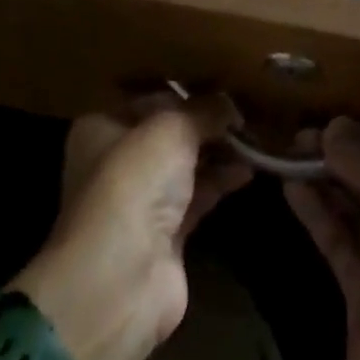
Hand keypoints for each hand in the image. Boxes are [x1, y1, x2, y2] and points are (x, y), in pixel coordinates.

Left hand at [10, 96, 249, 359]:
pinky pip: (200, 195)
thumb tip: (231, 104)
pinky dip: (222, 181)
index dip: (184, 87)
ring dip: (219, 149)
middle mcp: (117, 159)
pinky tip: (251, 167)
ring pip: (186, 163)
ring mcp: (141, 199)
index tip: (222, 78)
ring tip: (256, 132)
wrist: (120, 281)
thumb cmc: (134, 183)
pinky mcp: (166, 234)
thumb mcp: (171, 129)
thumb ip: (204, 110)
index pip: (147, 96)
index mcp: (102, 126)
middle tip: (245, 105)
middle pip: (169, 130)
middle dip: (206, 119)